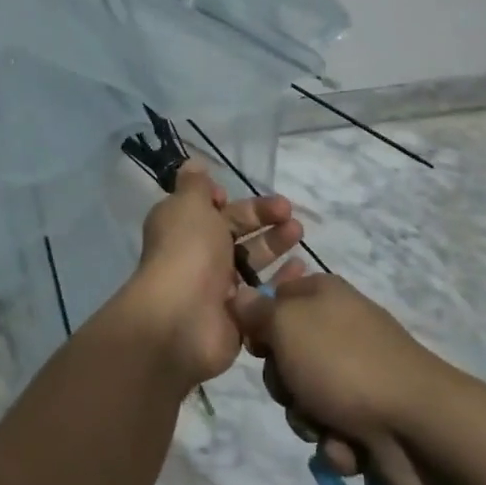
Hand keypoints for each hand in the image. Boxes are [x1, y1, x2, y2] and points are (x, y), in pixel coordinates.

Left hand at [121, 160, 302, 388]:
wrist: (182, 319)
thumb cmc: (187, 251)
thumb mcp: (188, 205)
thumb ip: (194, 184)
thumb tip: (193, 165)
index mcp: (183, 227)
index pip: (211, 209)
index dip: (229, 202)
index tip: (241, 196)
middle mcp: (198, 255)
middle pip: (236, 232)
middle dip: (263, 219)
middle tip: (291, 215)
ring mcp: (218, 287)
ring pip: (251, 261)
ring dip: (275, 245)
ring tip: (299, 234)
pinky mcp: (238, 315)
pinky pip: (263, 293)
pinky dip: (282, 281)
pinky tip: (302, 269)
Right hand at [231, 267, 440, 484]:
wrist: (418, 425)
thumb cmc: (344, 363)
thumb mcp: (287, 325)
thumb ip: (256, 311)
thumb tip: (240, 294)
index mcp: (322, 295)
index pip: (273, 297)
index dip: (259, 323)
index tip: (257, 344)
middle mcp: (337, 329)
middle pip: (282, 356)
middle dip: (283, 383)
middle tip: (296, 388)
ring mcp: (354, 376)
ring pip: (301, 400)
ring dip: (307, 419)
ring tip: (327, 425)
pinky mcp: (366, 419)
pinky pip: (328, 432)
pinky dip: (335, 443)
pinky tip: (350, 446)